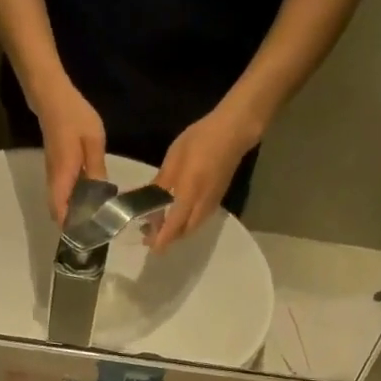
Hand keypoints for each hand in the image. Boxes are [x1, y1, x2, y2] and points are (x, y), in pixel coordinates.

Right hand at [31, 76, 107, 223]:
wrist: (51, 96)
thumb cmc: (74, 116)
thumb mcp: (94, 141)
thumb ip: (97, 168)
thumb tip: (102, 194)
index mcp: (63, 176)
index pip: (61, 211)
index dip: (71, 228)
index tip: (87, 239)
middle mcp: (54, 180)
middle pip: (59, 212)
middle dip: (74, 226)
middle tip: (96, 234)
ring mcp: (52, 176)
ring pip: (60, 204)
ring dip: (73, 215)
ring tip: (95, 223)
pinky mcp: (55, 170)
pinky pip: (62, 194)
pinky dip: (73, 203)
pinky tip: (90, 203)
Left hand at [147, 101, 262, 249]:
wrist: (232, 133)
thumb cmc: (200, 141)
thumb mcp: (174, 159)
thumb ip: (161, 182)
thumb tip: (147, 200)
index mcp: (189, 196)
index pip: (173, 227)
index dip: (161, 240)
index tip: (150, 247)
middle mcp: (201, 206)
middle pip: (183, 232)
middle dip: (168, 238)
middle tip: (151, 234)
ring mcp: (211, 204)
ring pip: (192, 227)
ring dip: (178, 231)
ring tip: (162, 225)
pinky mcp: (217, 200)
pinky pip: (199, 219)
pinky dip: (186, 223)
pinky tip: (178, 214)